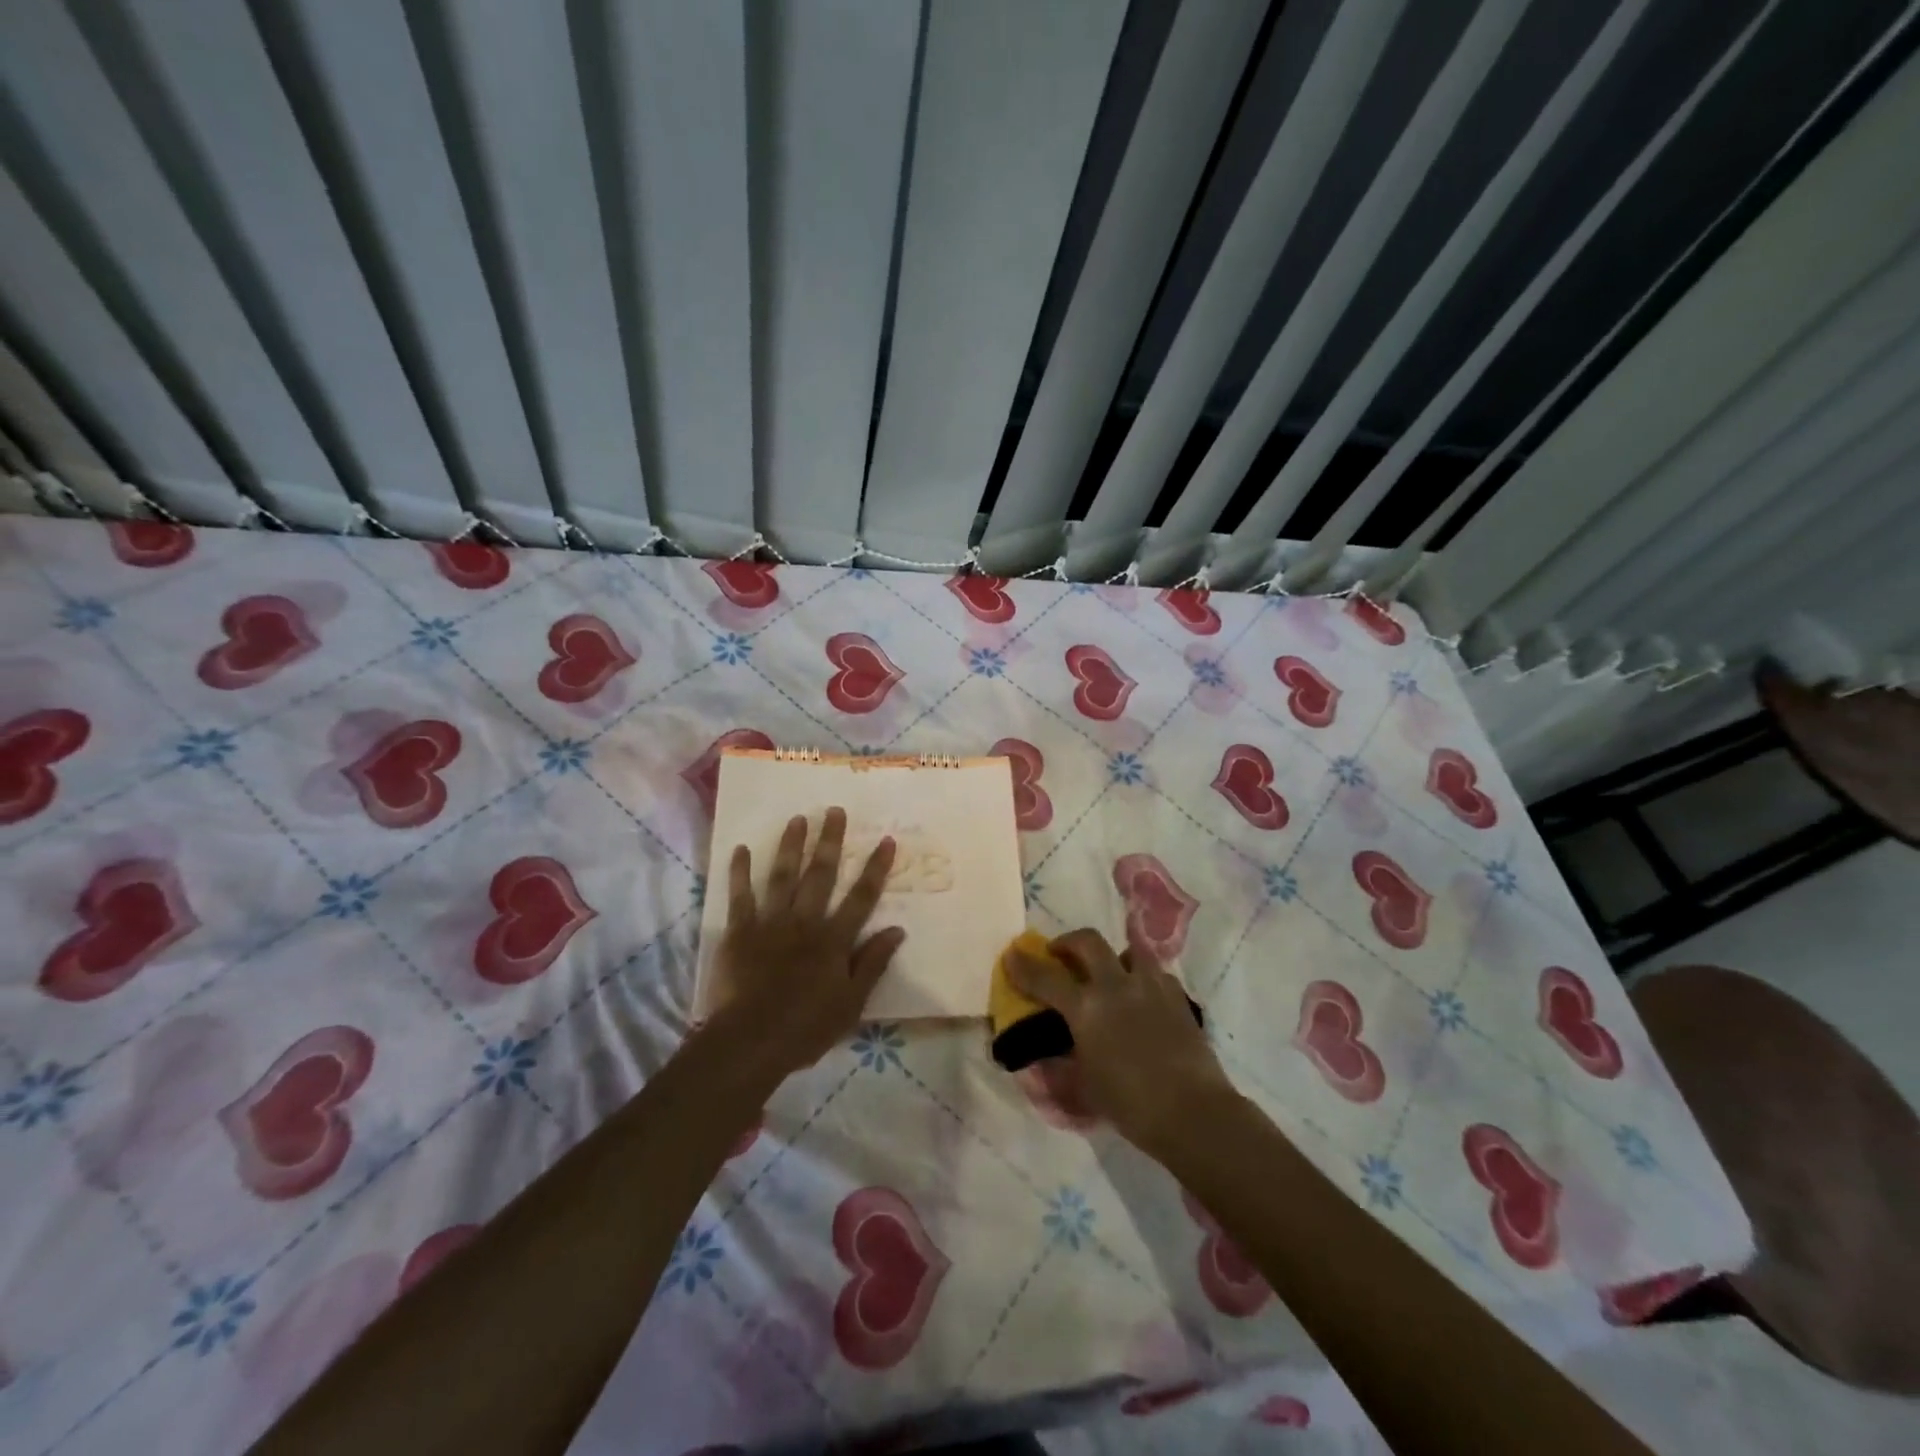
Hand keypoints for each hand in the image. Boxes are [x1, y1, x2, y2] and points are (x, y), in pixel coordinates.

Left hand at [704, 807, 904, 1087]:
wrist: (750, 1041)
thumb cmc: (806, 1028)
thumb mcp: (852, 1004)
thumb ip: (873, 963)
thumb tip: (898, 930)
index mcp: (834, 940)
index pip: (862, 897)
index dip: (875, 868)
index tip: (885, 840)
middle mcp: (805, 922)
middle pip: (821, 875)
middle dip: (830, 841)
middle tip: (835, 811)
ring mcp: (770, 923)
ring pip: (783, 876)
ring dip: (791, 846)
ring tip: (798, 818)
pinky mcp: (740, 932)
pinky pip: (740, 896)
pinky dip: (740, 872)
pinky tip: (741, 849)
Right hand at [1007, 929, 1236, 1153]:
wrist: (1193, 1112)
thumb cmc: (1130, 1104)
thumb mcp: (1084, 1087)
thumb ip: (1062, 1065)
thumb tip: (1047, 1057)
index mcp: (1086, 1008)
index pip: (1046, 978)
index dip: (1024, 965)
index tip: (1012, 955)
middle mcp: (1115, 986)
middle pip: (1088, 941)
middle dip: (1068, 942)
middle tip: (1061, 954)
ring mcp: (1150, 986)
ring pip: (1129, 948)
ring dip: (1112, 954)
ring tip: (1109, 972)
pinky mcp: (1178, 996)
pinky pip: (1156, 973)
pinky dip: (1143, 977)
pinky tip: (1143, 995)